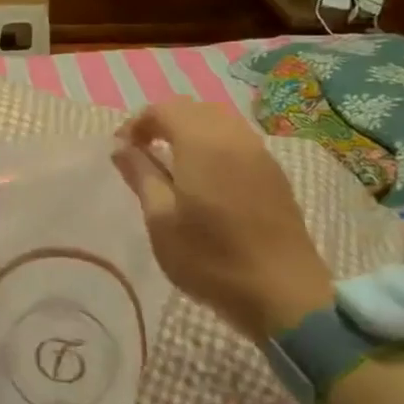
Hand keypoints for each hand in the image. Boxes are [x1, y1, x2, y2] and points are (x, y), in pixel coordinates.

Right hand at [112, 100, 333, 341]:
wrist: (282, 293)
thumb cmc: (210, 258)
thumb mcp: (160, 220)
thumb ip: (141, 175)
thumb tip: (121, 147)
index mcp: (202, 144)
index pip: (164, 110)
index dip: (136, 123)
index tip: (121, 150)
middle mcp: (234, 138)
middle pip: (194, 109)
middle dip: (163, 122)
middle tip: (141, 152)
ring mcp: (260, 154)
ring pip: (219, 122)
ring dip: (189, 131)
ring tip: (170, 164)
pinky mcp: (274, 174)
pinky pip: (238, 141)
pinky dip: (213, 144)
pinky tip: (203, 178)